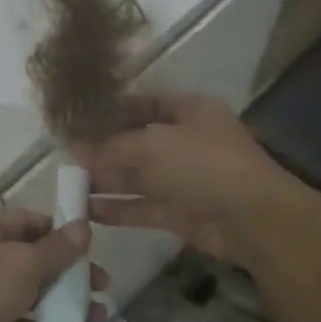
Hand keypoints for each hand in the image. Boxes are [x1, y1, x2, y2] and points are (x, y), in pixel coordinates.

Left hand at [0, 207, 105, 321]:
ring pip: (26, 292)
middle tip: (102, 286)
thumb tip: (83, 227)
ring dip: (60, 302)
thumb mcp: (23, 263)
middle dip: (67, 272)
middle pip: (30, 257)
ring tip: (96, 318)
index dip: (59, 230)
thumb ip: (56, 248)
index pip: (27, 219)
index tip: (91, 246)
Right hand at [74, 90, 305, 263]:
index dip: (114, 109)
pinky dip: (118, 209)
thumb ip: (111, 146)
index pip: (147, 102)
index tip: (80, 118)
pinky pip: (143, 207)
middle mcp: (187, 142)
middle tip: (68, 156)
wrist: (252, 219)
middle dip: (104, 149)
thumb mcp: (152, 144)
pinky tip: (88, 210)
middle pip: (138, 141)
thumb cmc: (203, 164)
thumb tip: (75, 147)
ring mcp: (185, 179)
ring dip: (107, 181)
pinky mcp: (181, 212)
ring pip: (138, 177)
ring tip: (70, 184)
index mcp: (190, 111)